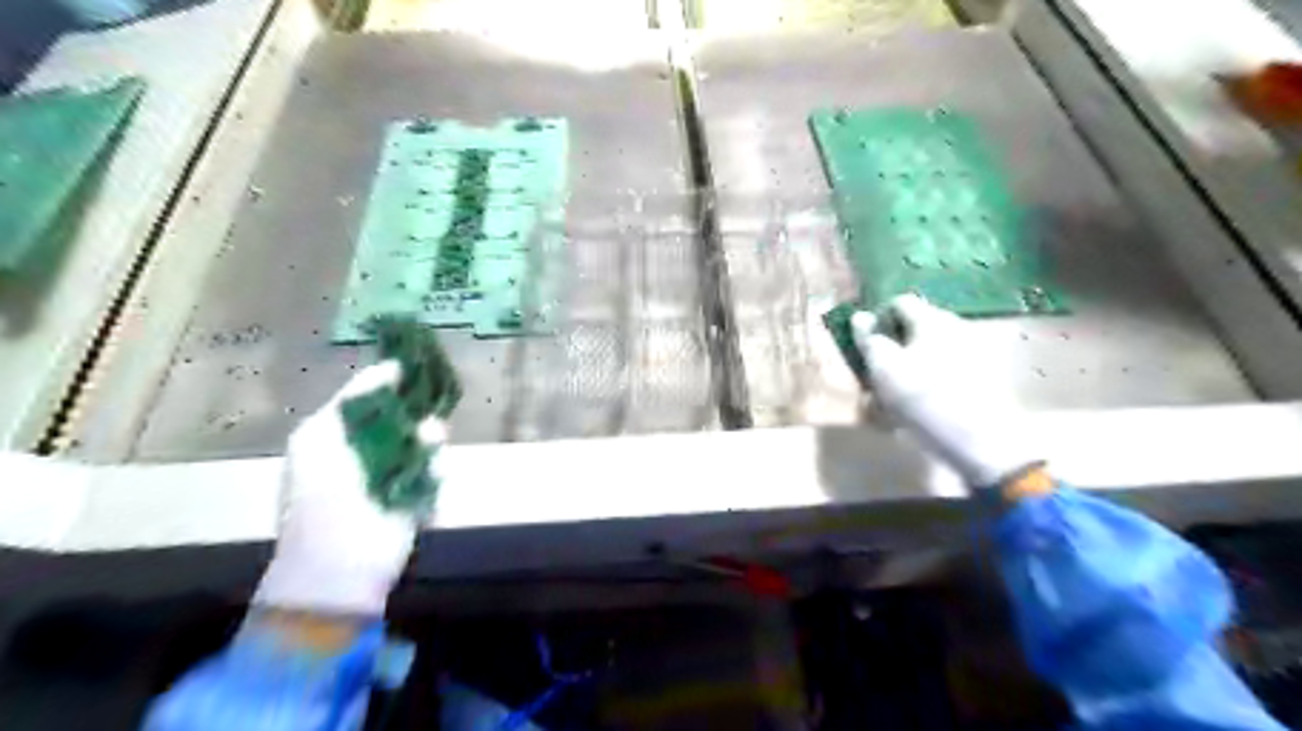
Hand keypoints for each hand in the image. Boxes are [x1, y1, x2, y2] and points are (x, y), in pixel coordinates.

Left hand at [255, 363, 448, 613]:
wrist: (342, 560)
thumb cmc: (321, 495)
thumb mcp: (320, 436)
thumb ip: (354, 399)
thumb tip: (388, 368)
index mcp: (338, 432)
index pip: (369, 395)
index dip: (390, 381)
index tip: (414, 367)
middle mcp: (368, 447)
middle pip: (403, 414)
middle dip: (415, 411)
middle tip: (424, 407)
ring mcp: (395, 472)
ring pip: (425, 440)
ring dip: (427, 440)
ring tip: (428, 443)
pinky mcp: (419, 494)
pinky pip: (436, 469)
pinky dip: (434, 470)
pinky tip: (426, 477)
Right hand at [852, 293, 1043, 487]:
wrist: (982, 442)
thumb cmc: (925, 399)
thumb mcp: (884, 369)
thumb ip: (869, 340)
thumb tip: (860, 316)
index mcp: (933, 319)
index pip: (899, 302)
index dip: (878, 320)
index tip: (867, 347)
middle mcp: (958, 326)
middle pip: (917, 326)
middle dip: (895, 344)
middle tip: (879, 372)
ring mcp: (976, 350)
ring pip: (932, 348)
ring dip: (912, 362)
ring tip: (899, 393)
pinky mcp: (986, 376)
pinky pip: (948, 367)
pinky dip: (932, 377)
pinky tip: (925, 402)